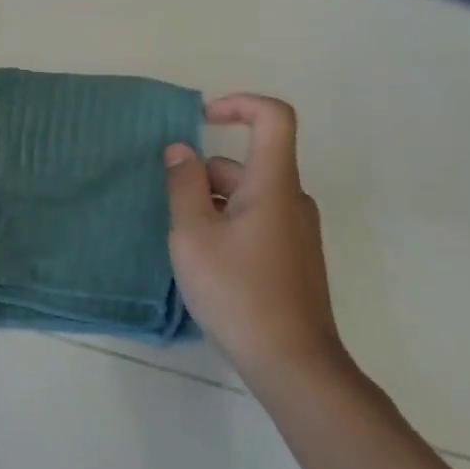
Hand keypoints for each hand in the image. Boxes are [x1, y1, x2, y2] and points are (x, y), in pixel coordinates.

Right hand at [164, 95, 349, 403]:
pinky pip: (257, 221)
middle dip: (204, 175)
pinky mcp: (294, 258)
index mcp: (273, 184)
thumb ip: (183, 185)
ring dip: (212, 204)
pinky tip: (207, 263)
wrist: (293, 364)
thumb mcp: (193, 234)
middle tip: (172, 212)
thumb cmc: (238, 291)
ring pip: (248, 195)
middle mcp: (291, 199)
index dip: (239, 104)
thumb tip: (181, 150)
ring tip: (185, 244)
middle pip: (247, 163)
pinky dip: (228, 224)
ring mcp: (297, 231)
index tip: (203, 119)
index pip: (274, 117)